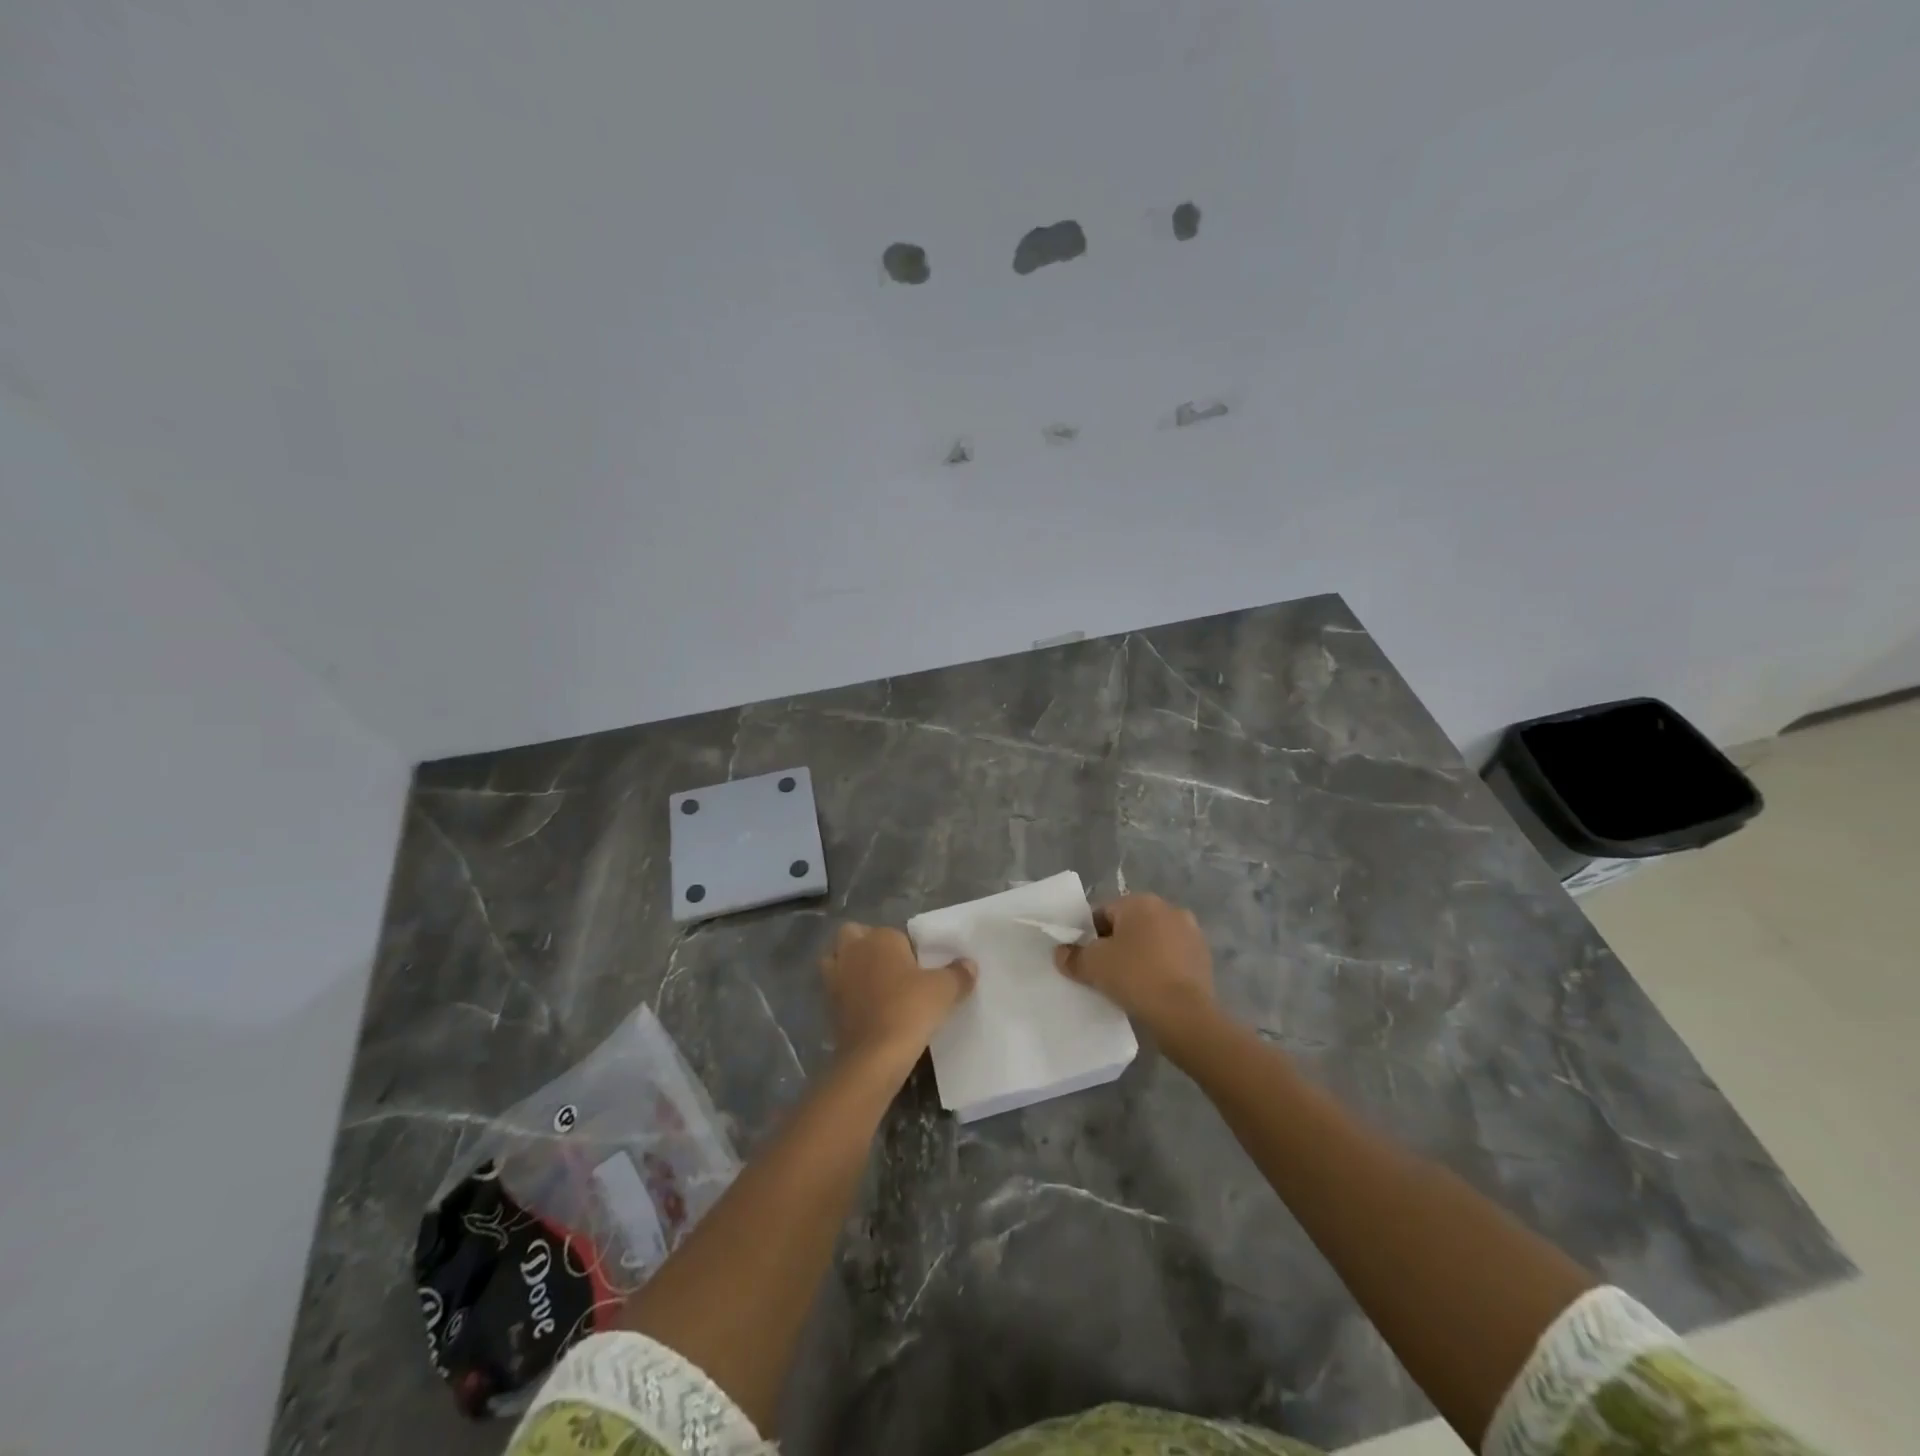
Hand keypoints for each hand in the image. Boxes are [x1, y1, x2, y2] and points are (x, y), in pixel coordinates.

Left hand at [821, 924, 974, 1082]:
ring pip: (836, 959)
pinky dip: (846, 993)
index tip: (919, 967)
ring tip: (873, 984)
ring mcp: (835, 977)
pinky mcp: (827, 1004)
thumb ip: (959, 973)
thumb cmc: (910, 1009)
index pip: (894, 933)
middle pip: (854, 935)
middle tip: (891, 967)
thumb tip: (969, 964)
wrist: (874, 1055)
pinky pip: (836, 988)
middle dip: (866, 945)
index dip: (906, 948)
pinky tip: (866, 1008)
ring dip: (849, 966)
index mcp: (880, 938)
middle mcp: (853, 950)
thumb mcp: (945, 990)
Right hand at [1054, 895, 1217, 1045]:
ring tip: (1129, 984)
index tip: (1086, 959)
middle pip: (1130, 925)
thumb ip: (1072, 956)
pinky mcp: (1204, 958)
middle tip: (1105, 972)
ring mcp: (1191, 933)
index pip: (1104, 912)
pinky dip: (1160, 969)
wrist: (1184, 1014)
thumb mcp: (1092, 966)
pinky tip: (1151, 990)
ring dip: (1141, 955)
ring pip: (1153, 941)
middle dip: (1117, 944)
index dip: (1090, 936)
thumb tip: (1060, 953)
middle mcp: (1169, 909)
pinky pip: (1172, 958)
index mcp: (1141, 901)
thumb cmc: (1134, 976)